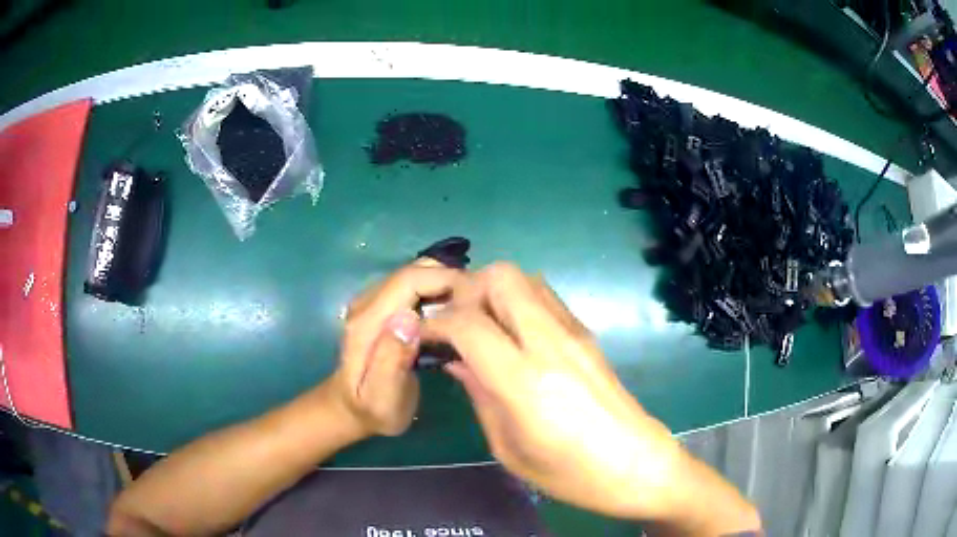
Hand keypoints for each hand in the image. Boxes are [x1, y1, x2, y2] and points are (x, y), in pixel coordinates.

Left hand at [331, 261, 464, 436]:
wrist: (351, 408)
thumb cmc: (372, 409)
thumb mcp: (381, 398)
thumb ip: (390, 361)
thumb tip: (409, 318)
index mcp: (367, 322)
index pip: (408, 280)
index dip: (444, 280)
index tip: (477, 299)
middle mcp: (368, 302)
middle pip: (414, 271)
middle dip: (450, 278)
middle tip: (479, 305)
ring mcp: (374, 301)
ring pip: (416, 274)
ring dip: (446, 283)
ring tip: (471, 309)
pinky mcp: (383, 305)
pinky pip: (415, 286)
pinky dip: (438, 291)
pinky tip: (454, 314)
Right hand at [423, 263, 759, 532]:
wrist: (636, 465)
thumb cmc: (569, 473)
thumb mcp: (509, 448)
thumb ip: (480, 395)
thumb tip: (456, 361)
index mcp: (525, 382)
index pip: (468, 323)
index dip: (436, 323)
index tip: (422, 335)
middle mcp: (551, 343)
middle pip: (500, 278)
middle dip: (466, 291)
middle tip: (453, 324)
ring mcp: (574, 333)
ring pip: (525, 278)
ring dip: (493, 292)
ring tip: (479, 326)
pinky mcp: (588, 333)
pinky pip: (545, 296)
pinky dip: (518, 300)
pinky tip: (510, 333)